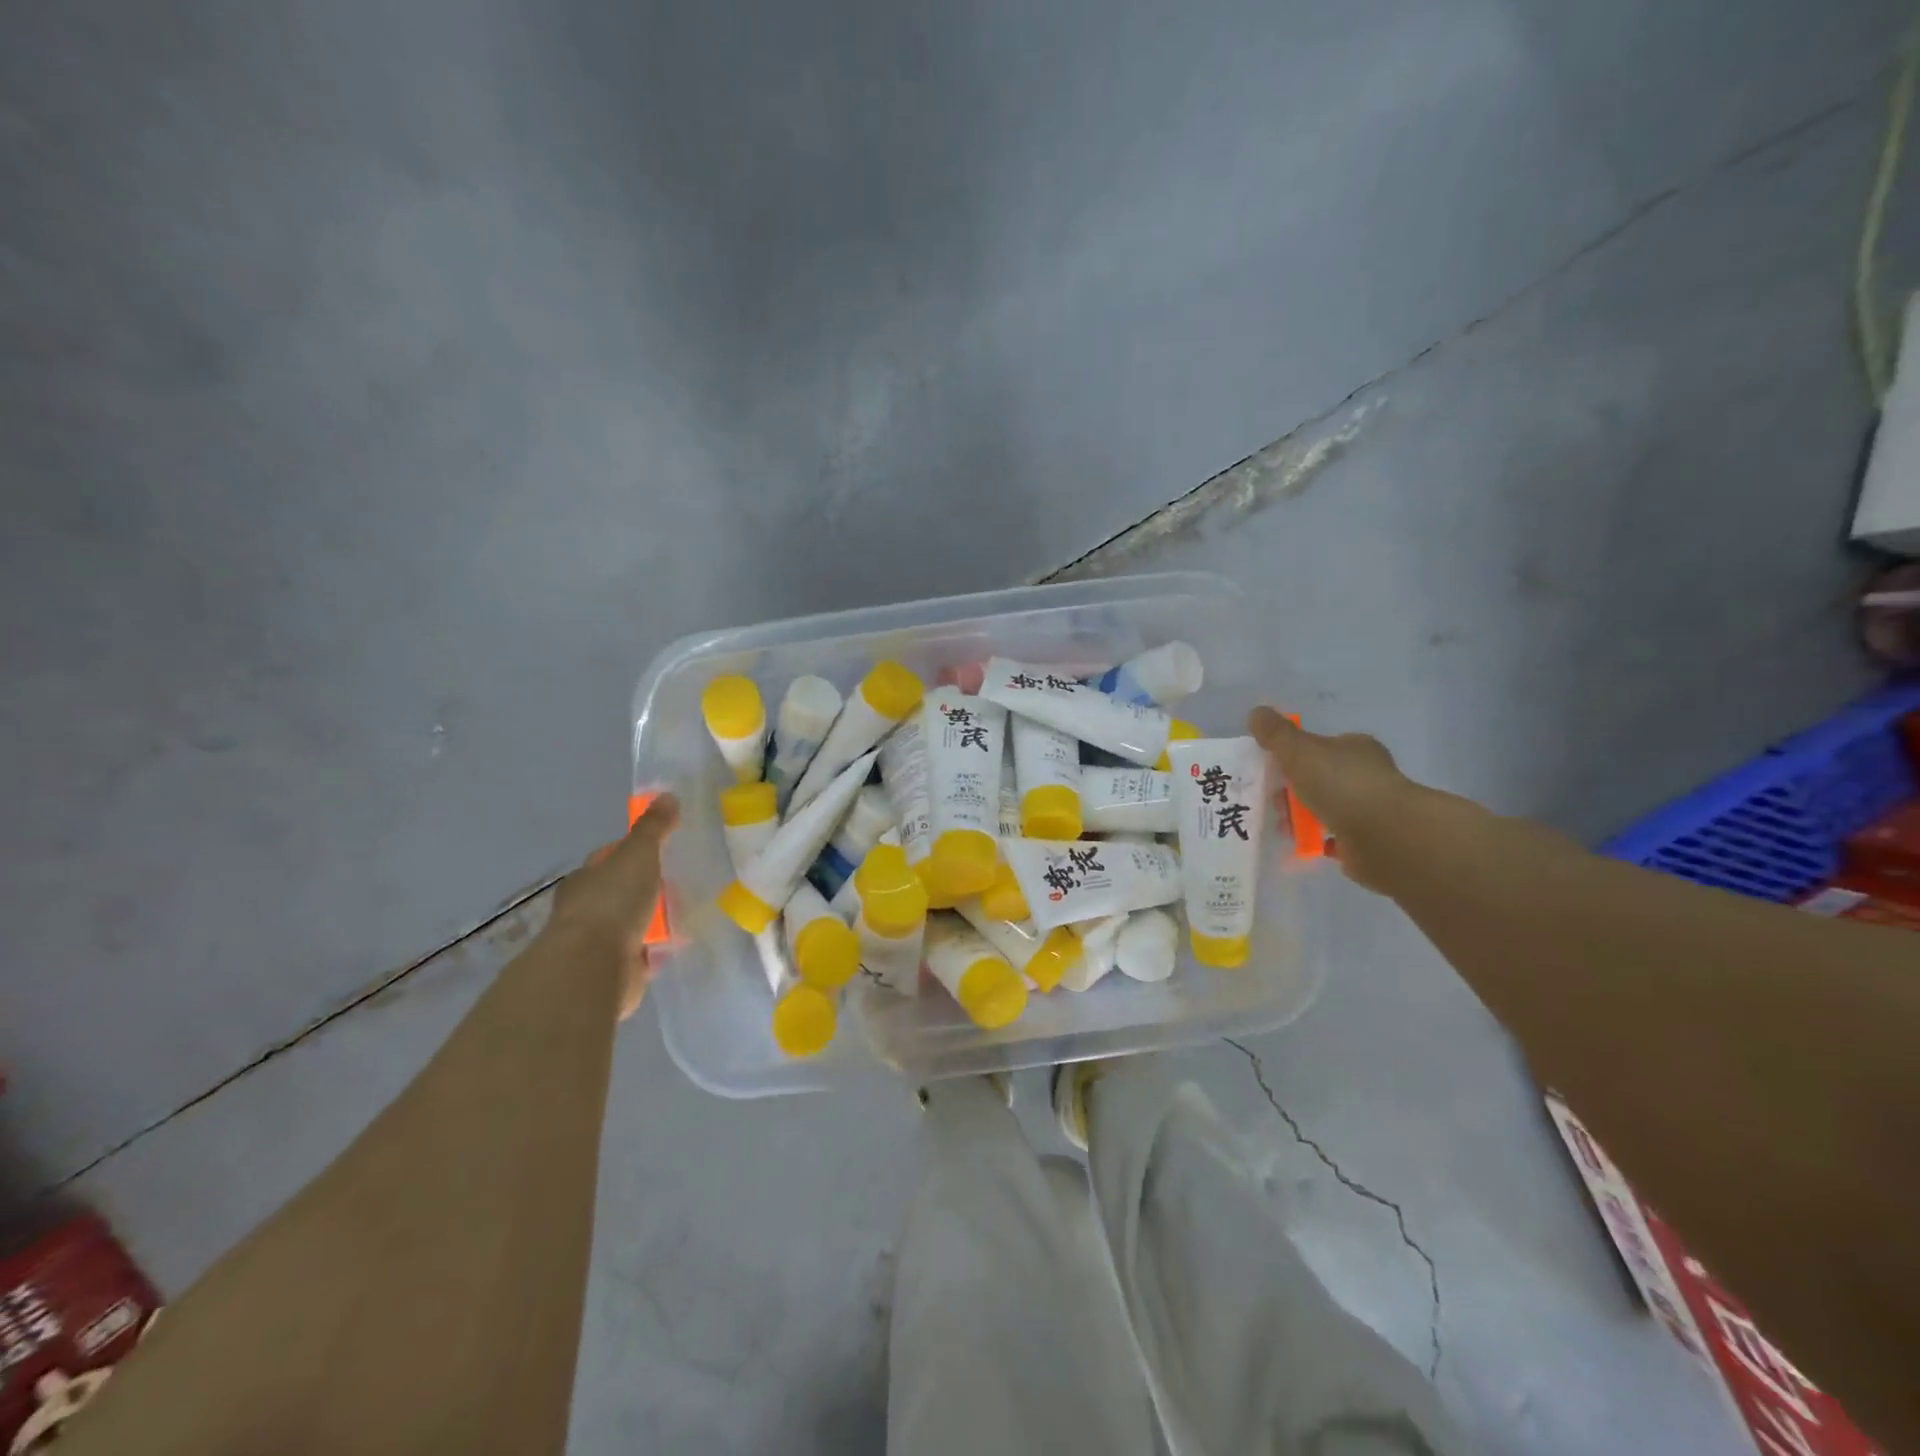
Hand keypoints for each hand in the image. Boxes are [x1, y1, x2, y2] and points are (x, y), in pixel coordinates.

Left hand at [548, 795, 678, 1018]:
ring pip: (630, 925)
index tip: (659, 850)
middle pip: (620, 892)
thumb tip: (667, 795)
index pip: (608, 859)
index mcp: (585, 880)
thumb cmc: (612, 903)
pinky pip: (641, 955)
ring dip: (651, 922)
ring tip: (685, 912)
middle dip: (645, 889)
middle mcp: (586, 910)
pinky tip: (678, 944)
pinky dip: (656, 950)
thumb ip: (653, 828)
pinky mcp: (615, 972)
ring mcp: (598, 943)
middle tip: (680, 882)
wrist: (593, 967)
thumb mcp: (638, 854)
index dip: (631, 852)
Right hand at [1248, 707, 1414, 891]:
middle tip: (1276, 802)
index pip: (1322, 746)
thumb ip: (1276, 734)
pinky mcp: (1366, 841)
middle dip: (1291, 791)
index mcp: (1355, 749)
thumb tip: (1256, 712)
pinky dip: (1315, 840)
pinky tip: (1301, 844)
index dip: (1294, 755)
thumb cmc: (1341, 785)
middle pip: (1318, 779)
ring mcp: (1368, 810)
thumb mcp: (1300, 751)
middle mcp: (1365, 775)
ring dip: (1299, 817)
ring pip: (1323, 809)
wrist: (1384, 836)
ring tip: (1285, 827)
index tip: (1273, 769)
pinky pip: (1332, 838)